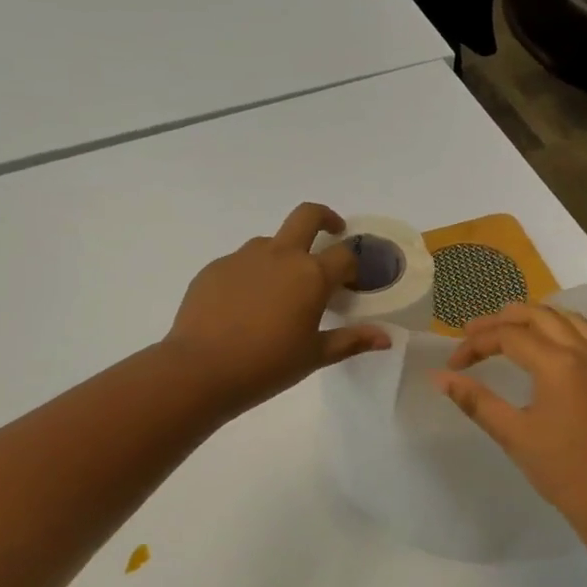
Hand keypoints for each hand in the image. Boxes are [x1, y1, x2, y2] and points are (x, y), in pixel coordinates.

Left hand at [163, 203, 391, 413]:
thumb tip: (386, 337)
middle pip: (308, 216)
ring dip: (284, 253)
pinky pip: (241, 262)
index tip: (351, 282)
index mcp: (310, 275)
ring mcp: (243, 257)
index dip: (353, 266)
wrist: (200, 369)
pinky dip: (252, 274)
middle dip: (325, 218)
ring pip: (271, 241)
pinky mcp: (215, 267)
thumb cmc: (267, 366)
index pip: (344, 255)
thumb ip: (351, 341)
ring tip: (280, 290)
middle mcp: (280, 255)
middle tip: (332, 232)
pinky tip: (244, 306)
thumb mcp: (314, 356)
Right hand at [432, 303, 586, 546]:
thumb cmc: (561, 470)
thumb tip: (440, 378)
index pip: (508, 337)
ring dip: (546, 317)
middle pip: (541, 318)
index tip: (453, 366)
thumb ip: (476, 401)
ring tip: (519, 322)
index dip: (476, 345)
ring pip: (577, 325)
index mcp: (556, 364)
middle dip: (505, 319)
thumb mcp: (513, 434)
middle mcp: (584, 355)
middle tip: (475, 332)